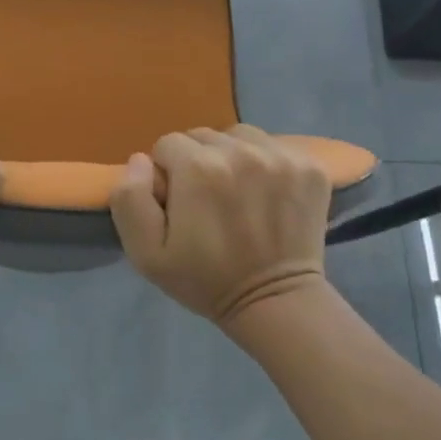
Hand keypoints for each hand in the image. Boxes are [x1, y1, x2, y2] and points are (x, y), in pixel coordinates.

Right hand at [109, 126, 329, 330]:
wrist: (274, 302)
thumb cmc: (204, 280)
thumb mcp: (146, 253)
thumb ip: (130, 199)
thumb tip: (141, 160)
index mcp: (197, 168)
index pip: (167, 144)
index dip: (167, 174)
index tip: (178, 203)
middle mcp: (240, 151)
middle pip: (203, 136)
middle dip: (197, 162)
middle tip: (207, 201)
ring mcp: (280, 156)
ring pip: (239, 136)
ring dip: (231, 157)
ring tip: (237, 193)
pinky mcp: (310, 165)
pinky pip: (274, 146)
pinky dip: (265, 163)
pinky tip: (266, 194)